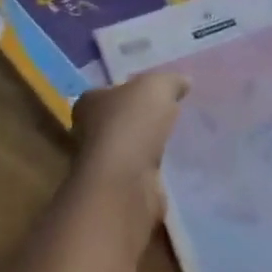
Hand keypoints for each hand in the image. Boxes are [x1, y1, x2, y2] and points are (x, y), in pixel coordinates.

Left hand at [70, 72, 188, 229]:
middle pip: (115, 120)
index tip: (153, 93)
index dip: (129, 90)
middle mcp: (87, 133)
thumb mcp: (157, 87)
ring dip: (146, 147)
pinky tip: (172, 165)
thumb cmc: (131, 124)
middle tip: (169, 114)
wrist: (124, 183)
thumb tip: (184, 82)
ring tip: (176, 139)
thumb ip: (171, 82)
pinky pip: (138, 173)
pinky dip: (152, 170)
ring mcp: (101, 164)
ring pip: (127, 148)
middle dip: (138, 119)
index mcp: (89, 103)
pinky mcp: (118, 190)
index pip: (107, 91)